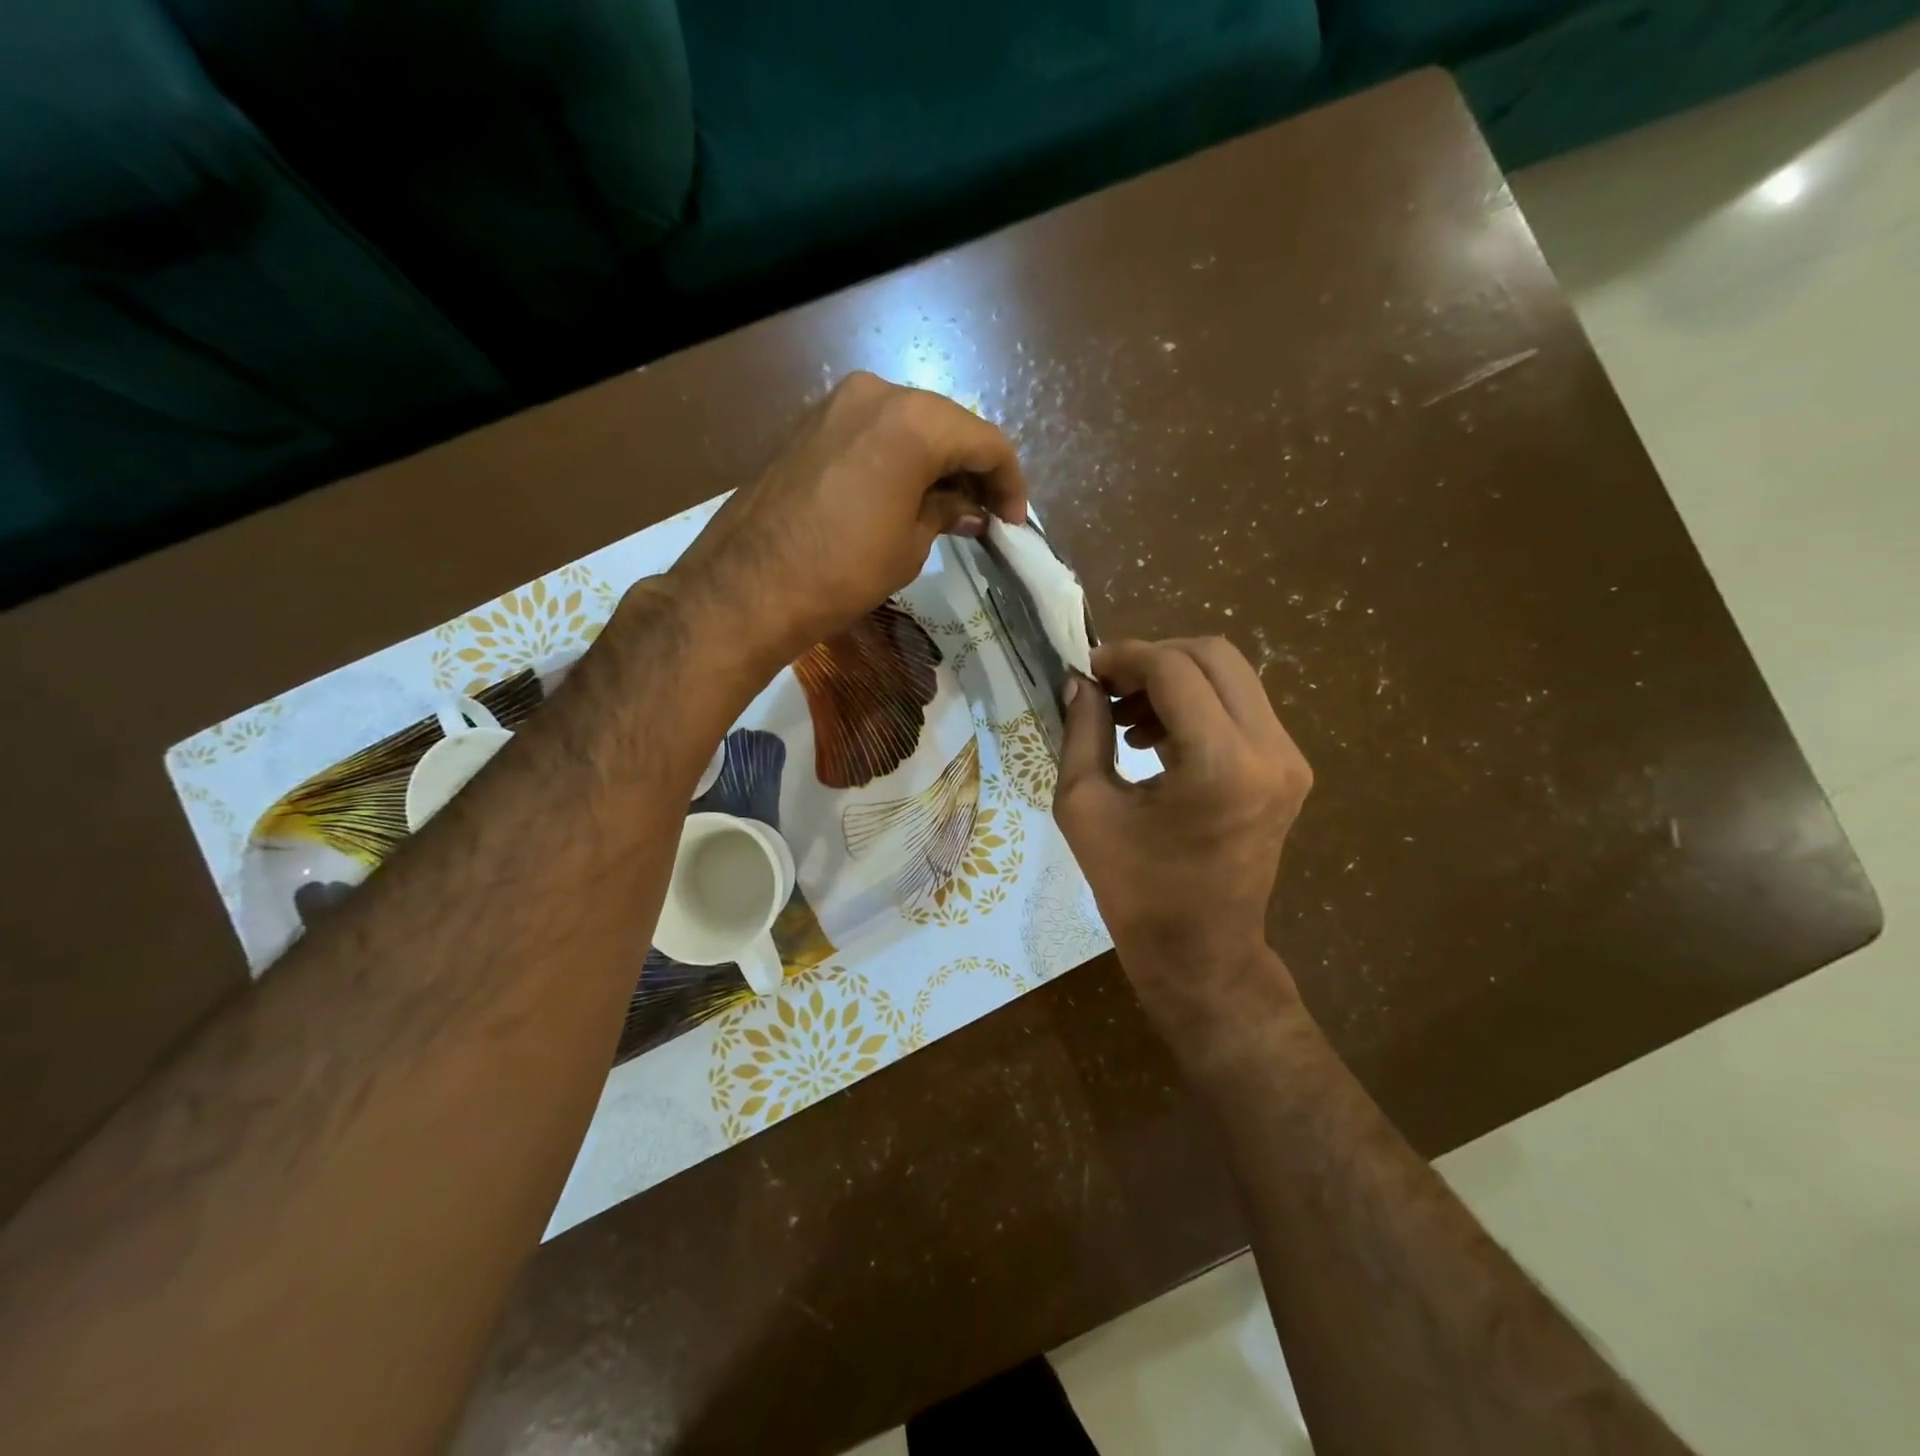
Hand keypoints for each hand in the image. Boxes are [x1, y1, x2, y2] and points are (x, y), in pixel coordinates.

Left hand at [666, 371, 1025, 665]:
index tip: (1014, 523)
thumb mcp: (909, 547)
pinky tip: (905, 496)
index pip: (985, 442)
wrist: (746, 587)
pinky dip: (899, 459)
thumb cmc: (842, 571)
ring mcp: (835, 403)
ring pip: (909, 426)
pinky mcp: (808, 424)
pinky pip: (872, 433)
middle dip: (973, 470)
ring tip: (948, 511)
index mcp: (914, 420)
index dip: (1010, 483)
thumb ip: (945, 514)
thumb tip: (968, 510)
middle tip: (985, 516)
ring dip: (936, 464)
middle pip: (947, 425)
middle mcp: (877, 393)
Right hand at [1054, 638, 1312, 1036]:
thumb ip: (1082, 732)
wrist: (1200, 951)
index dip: (1125, 657)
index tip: (1088, 669)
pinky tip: (1157, 737)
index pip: (1174, 670)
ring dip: (1176, 680)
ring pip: (1233, 677)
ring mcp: (1288, 760)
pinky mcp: (1289, 770)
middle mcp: (1270, 751)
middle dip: (1154, 658)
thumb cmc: (1134, 889)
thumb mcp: (1085, 806)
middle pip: (1215, 657)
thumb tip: (1081, 681)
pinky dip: (1198, 704)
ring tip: (1127, 717)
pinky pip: (1243, 708)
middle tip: (1108, 685)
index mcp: (1220, 765)